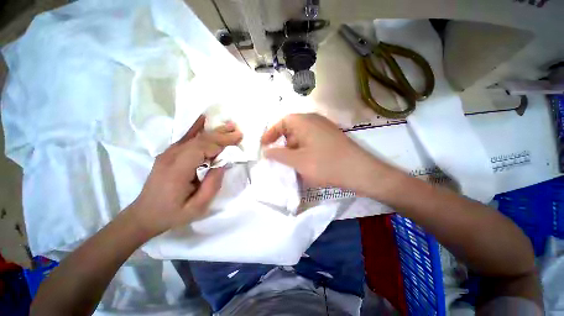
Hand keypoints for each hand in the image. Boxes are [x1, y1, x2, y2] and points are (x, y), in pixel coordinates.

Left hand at [128, 116, 242, 235]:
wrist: (144, 215)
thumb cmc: (173, 213)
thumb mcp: (197, 207)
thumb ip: (212, 184)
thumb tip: (222, 164)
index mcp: (177, 171)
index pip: (202, 149)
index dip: (221, 143)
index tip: (237, 139)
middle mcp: (171, 157)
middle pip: (200, 140)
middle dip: (221, 134)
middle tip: (237, 130)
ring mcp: (168, 154)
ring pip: (194, 137)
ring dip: (214, 131)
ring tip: (229, 125)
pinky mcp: (168, 154)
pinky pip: (185, 138)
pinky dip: (196, 127)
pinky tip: (203, 119)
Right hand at [261, 113, 393, 194]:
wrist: (360, 172)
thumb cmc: (325, 164)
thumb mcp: (297, 161)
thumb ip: (279, 155)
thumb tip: (267, 151)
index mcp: (305, 121)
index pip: (283, 122)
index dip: (271, 133)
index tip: (264, 145)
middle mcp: (315, 121)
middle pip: (292, 128)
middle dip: (283, 142)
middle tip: (278, 157)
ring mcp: (325, 129)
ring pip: (302, 136)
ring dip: (294, 148)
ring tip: (292, 163)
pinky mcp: (331, 138)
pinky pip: (312, 141)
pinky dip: (304, 150)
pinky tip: (305, 163)